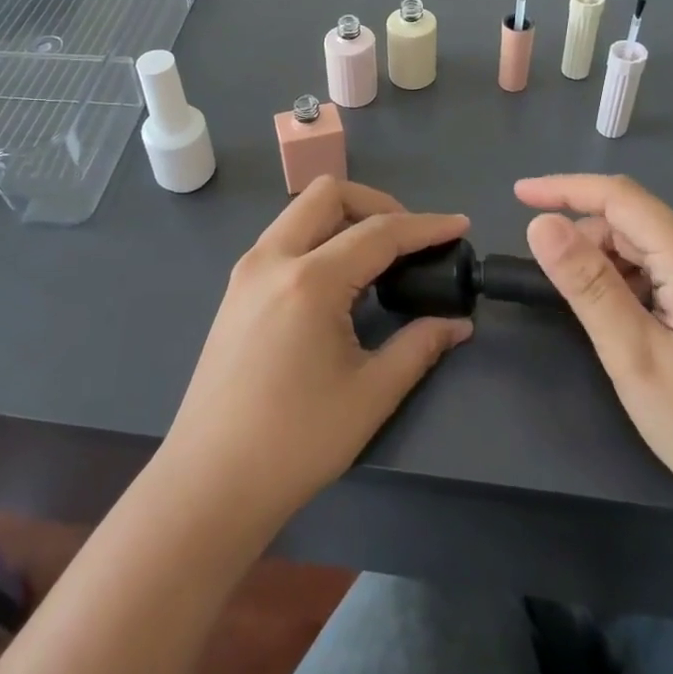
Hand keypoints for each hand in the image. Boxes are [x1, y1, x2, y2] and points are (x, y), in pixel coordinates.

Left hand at [160, 177, 471, 530]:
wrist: (212, 479)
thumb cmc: (296, 441)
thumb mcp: (371, 394)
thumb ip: (419, 346)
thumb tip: (457, 323)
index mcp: (309, 281)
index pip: (379, 233)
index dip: (426, 226)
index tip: (460, 225)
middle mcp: (272, 259)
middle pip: (328, 194)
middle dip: (377, 204)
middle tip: (410, 240)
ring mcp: (246, 272)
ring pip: (300, 212)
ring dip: (343, 218)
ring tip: (378, 258)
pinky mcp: (235, 290)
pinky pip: (283, 239)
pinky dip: (317, 238)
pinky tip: (338, 280)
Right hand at [516, 174, 672, 520]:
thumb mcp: (635, 356)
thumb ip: (588, 285)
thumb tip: (542, 225)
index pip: (621, 197)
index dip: (565, 189)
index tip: (518, 196)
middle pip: (637, 224)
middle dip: (586, 241)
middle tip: (553, 290)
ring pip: (653, 251)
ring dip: (610, 268)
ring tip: (594, 321)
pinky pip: (671, 275)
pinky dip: (636, 287)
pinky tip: (630, 329)